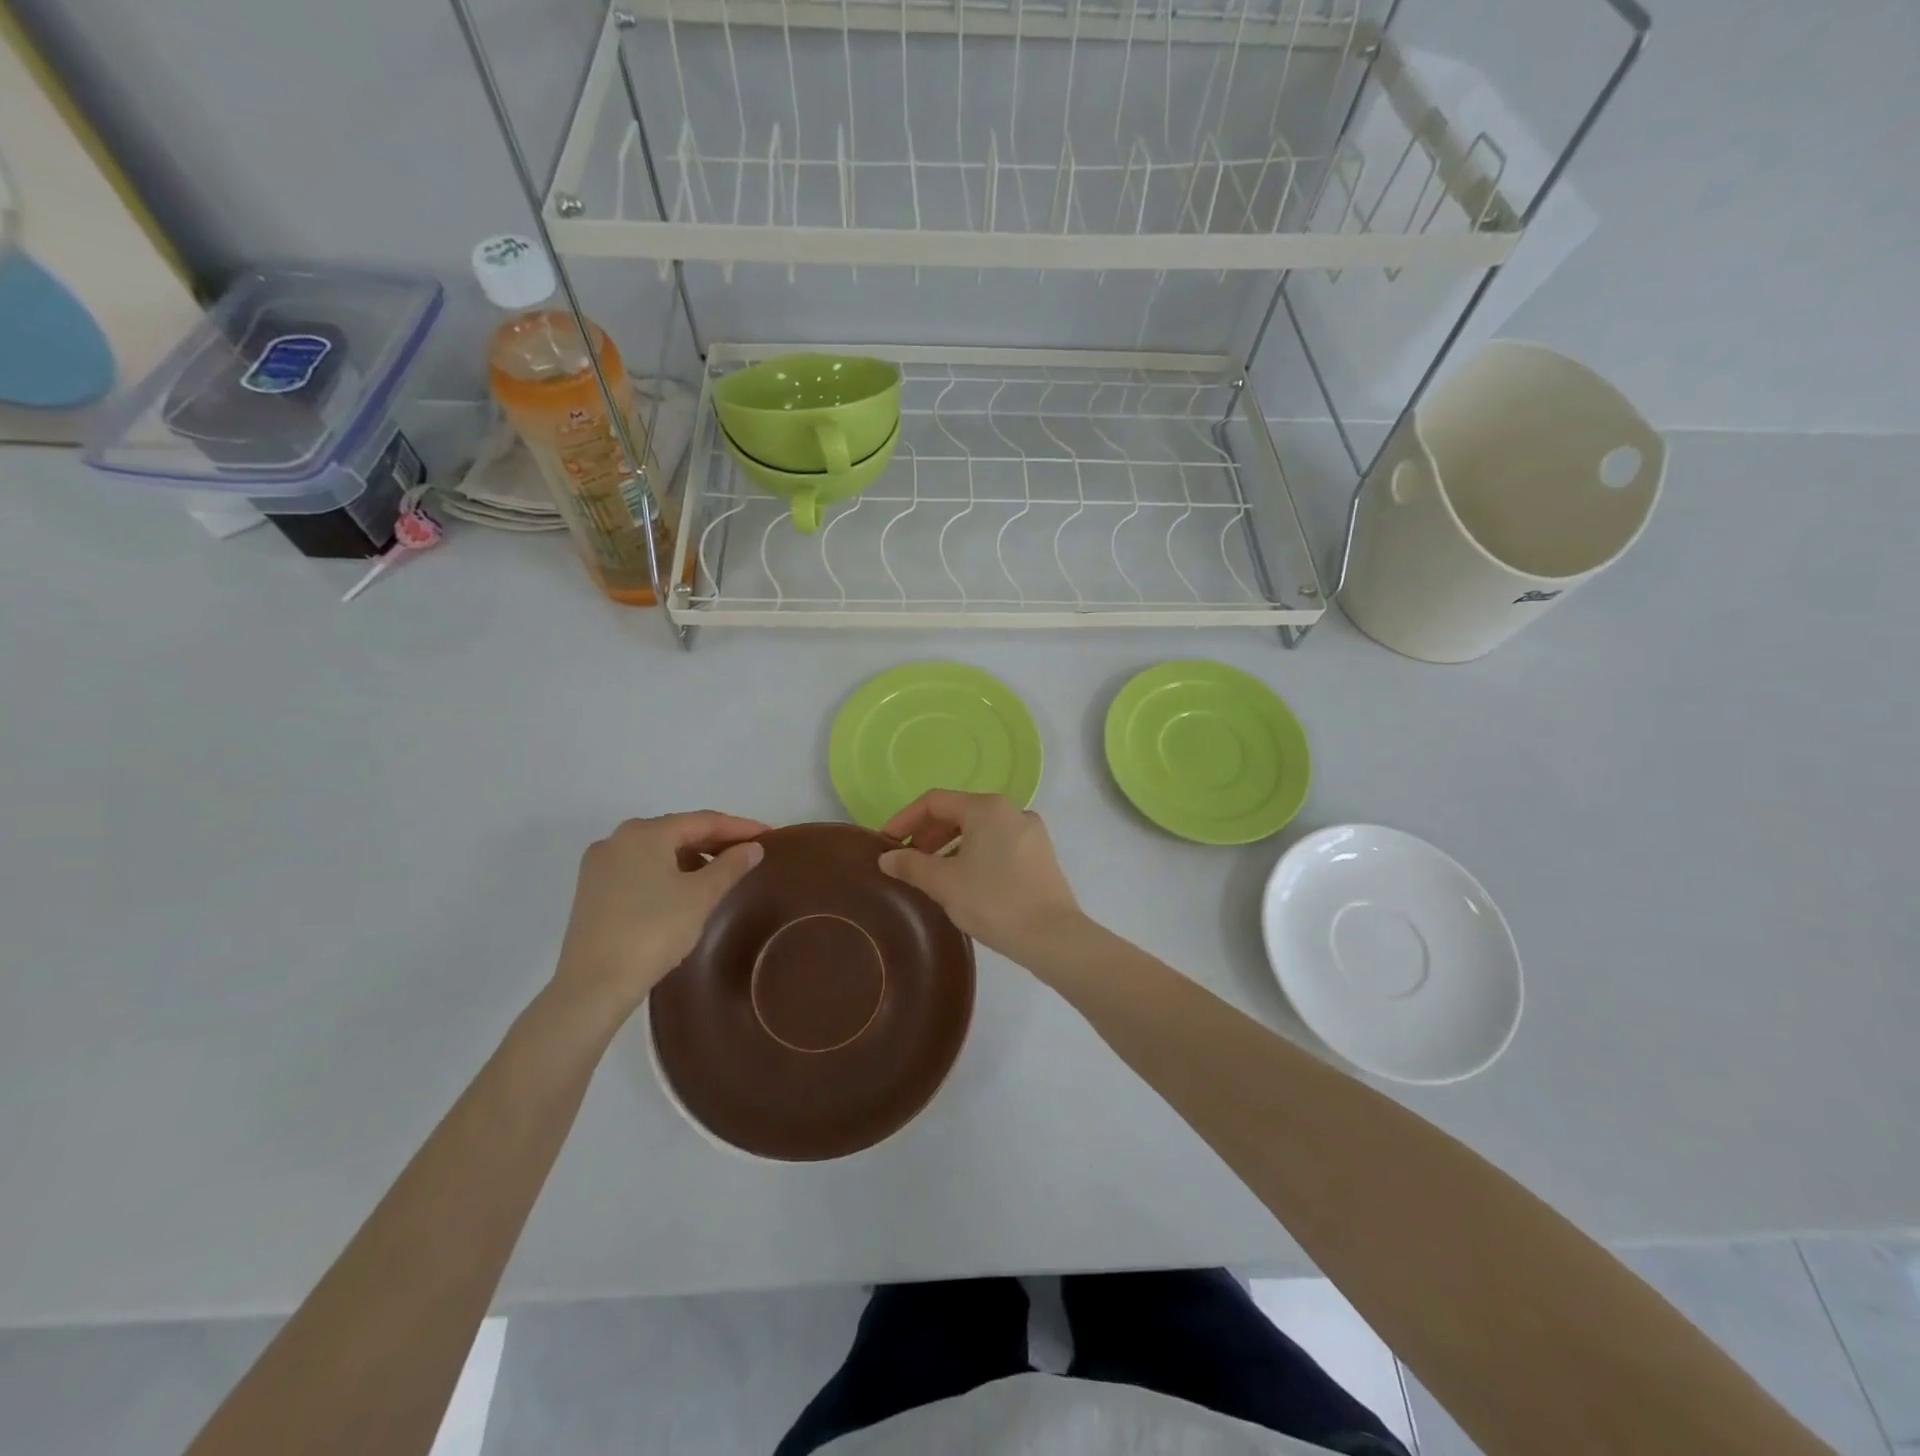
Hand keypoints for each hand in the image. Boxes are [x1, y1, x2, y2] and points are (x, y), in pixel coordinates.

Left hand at [551, 811, 767, 1024]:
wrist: (594, 984)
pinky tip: (685, 890)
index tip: (768, 835)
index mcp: (645, 832)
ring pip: (657, 851)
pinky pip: (640, 869)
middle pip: (677, 832)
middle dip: (715, 841)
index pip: (703, 821)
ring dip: (692, 857)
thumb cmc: (653, 931)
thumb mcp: (700, 896)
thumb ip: (730, 866)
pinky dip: (667, 872)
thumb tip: (753, 848)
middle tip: (749, 852)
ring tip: (721, 872)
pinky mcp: (592, 891)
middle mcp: (618, 839)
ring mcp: (600, 865)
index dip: (739, 827)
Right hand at [878, 791, 1081, 958]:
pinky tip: (964, 880)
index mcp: (987, 808)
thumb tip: (887, 858)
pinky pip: (998, 844)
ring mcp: (1030, 832)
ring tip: (932, 873)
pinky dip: (974, 854)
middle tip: (907, 859)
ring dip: (950, 845)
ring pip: (980, 829)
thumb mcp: (945, 883)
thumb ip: (912, 866)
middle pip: (959, 811)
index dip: (905, 819)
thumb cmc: (994, 902)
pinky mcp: (1040, 855)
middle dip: (928, 833)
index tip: (885, 843)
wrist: (1053, 937)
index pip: (934, 801)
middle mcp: (1012, 811)